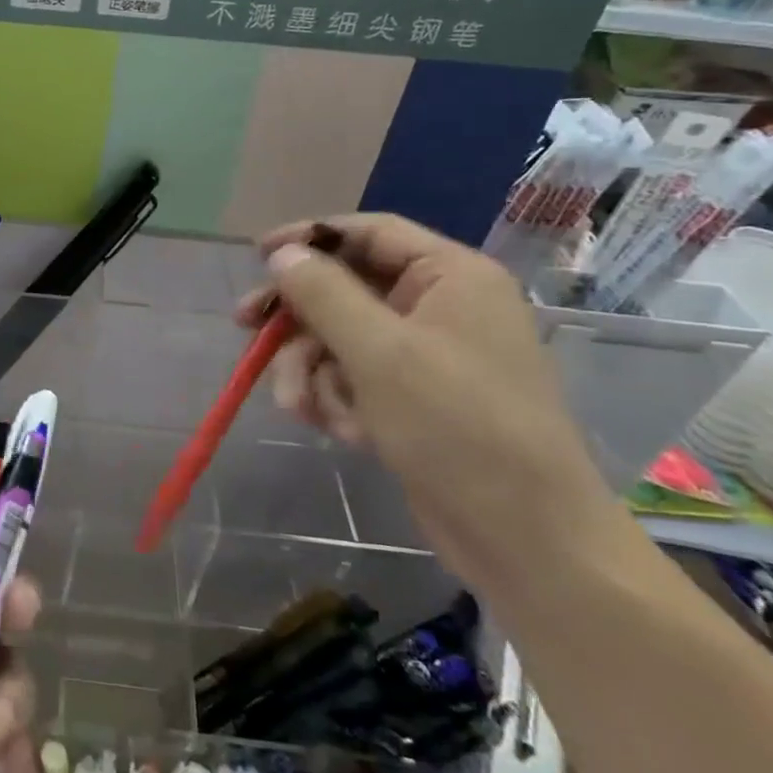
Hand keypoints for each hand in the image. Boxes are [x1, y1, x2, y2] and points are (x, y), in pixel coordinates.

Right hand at [239, 213, 615, 592]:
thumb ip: (323, 293)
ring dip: (313, 371)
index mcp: (451, 276)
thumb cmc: (457, 427)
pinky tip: (343, 431)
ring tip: (303, 409)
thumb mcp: (379, 352)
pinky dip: (338, 399)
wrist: (525, 540)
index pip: (369, 233)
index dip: (310, 238)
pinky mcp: (416, 398)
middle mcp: (441, 306)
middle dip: (300, 320)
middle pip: (347, 289)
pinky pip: (356, 377)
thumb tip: (283, 254)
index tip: (258, 256)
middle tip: (247, 329)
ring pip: (342, 339)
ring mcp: (429, 355)